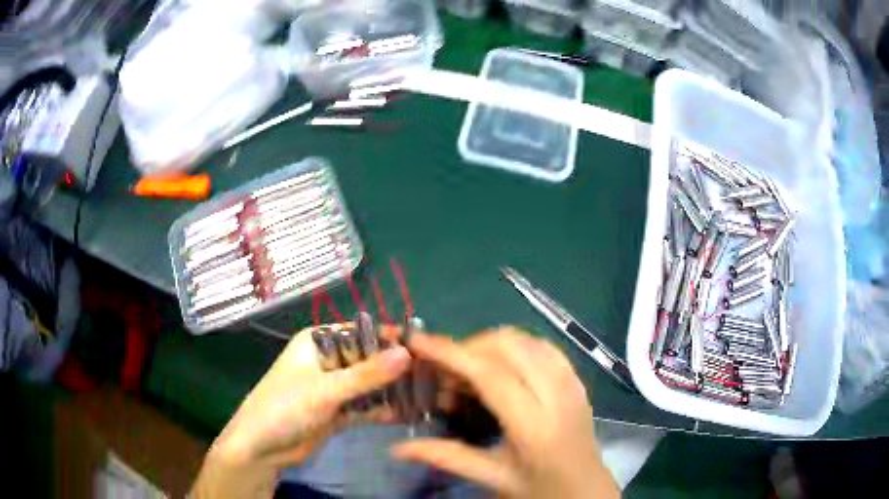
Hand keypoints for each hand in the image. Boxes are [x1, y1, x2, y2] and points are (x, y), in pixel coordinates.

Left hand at [192, 325, 411, 497]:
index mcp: (318, 342)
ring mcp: (334, 387)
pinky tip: (410, 413)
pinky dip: (385, 409)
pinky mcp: (338, 411)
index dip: (392, 339)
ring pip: (370, 384)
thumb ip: (366, 374)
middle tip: (435, 375)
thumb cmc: (285, 407)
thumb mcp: (325, 390)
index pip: (362, 333)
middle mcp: (328, 360)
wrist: (262, 447)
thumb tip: (407, 353)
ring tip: (430, 395)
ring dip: (394, 390)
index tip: (427, 348)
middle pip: (369, 359)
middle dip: (397, 367)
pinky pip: (366, 405)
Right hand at [392, 328, 618, 498]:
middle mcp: (556, 394)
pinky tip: (501, 370)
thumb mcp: (493, 478)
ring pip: (525, 339)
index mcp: (534, 425)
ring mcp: (571, 382)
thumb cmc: (540, 489)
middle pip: (507, 345)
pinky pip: (542, 346)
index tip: (418, 342)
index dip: (451, 353)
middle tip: (446, 375)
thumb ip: (446, 457)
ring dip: (490, 345)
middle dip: (468, 348)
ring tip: (470, 373)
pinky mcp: (577, 378)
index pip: (490, 374)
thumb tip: (398, 448)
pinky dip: (514, 347)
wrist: (586, 490)